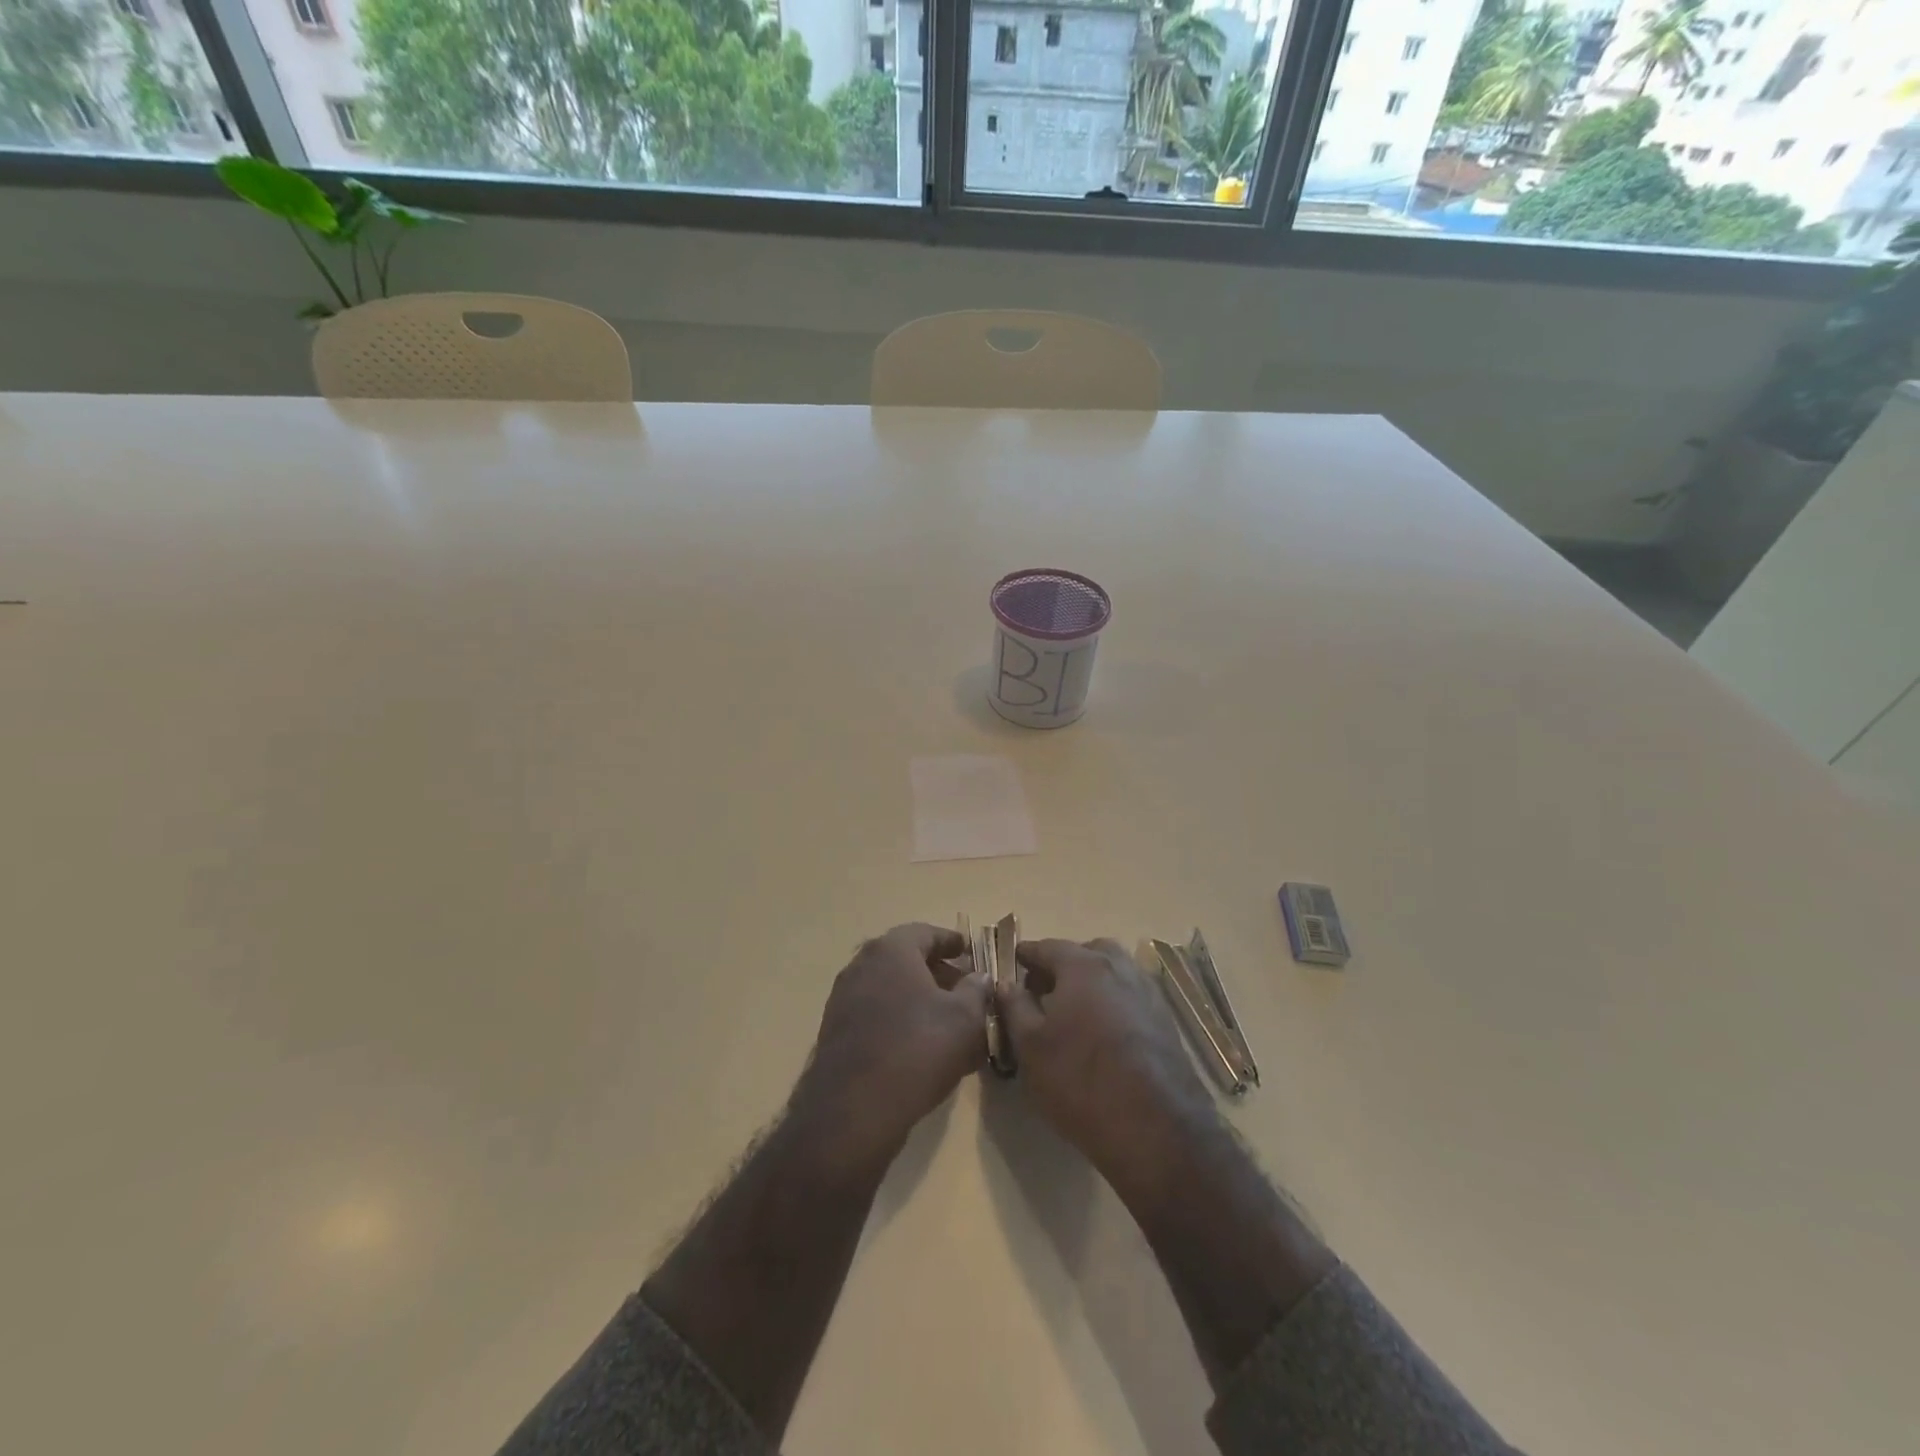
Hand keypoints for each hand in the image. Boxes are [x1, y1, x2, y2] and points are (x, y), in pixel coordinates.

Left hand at [795, 923, 987, 1167]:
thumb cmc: (918, 1049)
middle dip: (936, 971)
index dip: (951, 941)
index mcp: (891, 950)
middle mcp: (862, 965)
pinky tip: (920, 1045)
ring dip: (918, 997)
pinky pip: (876, 1013)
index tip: (968, 951)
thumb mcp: (965, 1019)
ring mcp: (844, 998)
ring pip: (890, 987)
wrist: (854, 1109)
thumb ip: (976, 990)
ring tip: (947, 1020)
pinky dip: (899, 1018)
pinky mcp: (836, 1032)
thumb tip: (978, 976)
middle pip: (905, 958)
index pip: (925, 932)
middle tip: (964, 988)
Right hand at [999, 938, 1217, 1194]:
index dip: (1027, 955)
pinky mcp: (1166, 1022)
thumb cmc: (1080, 1080)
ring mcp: (1148, 993)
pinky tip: (1102, 1034)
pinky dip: (1113, 1003)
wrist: (1155, 1128)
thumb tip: (1005, 983)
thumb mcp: (1030, 1046)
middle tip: (1045, 990)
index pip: (1048, 947)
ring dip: (1092, 983)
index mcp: (1083, 965)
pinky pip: (1131, 998)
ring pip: (1114, 973)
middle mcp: (1119, 968)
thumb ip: (1014, 1007)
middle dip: (1064, 964)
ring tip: (1073, 1013)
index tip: (1014, 963)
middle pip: (1088, 953)